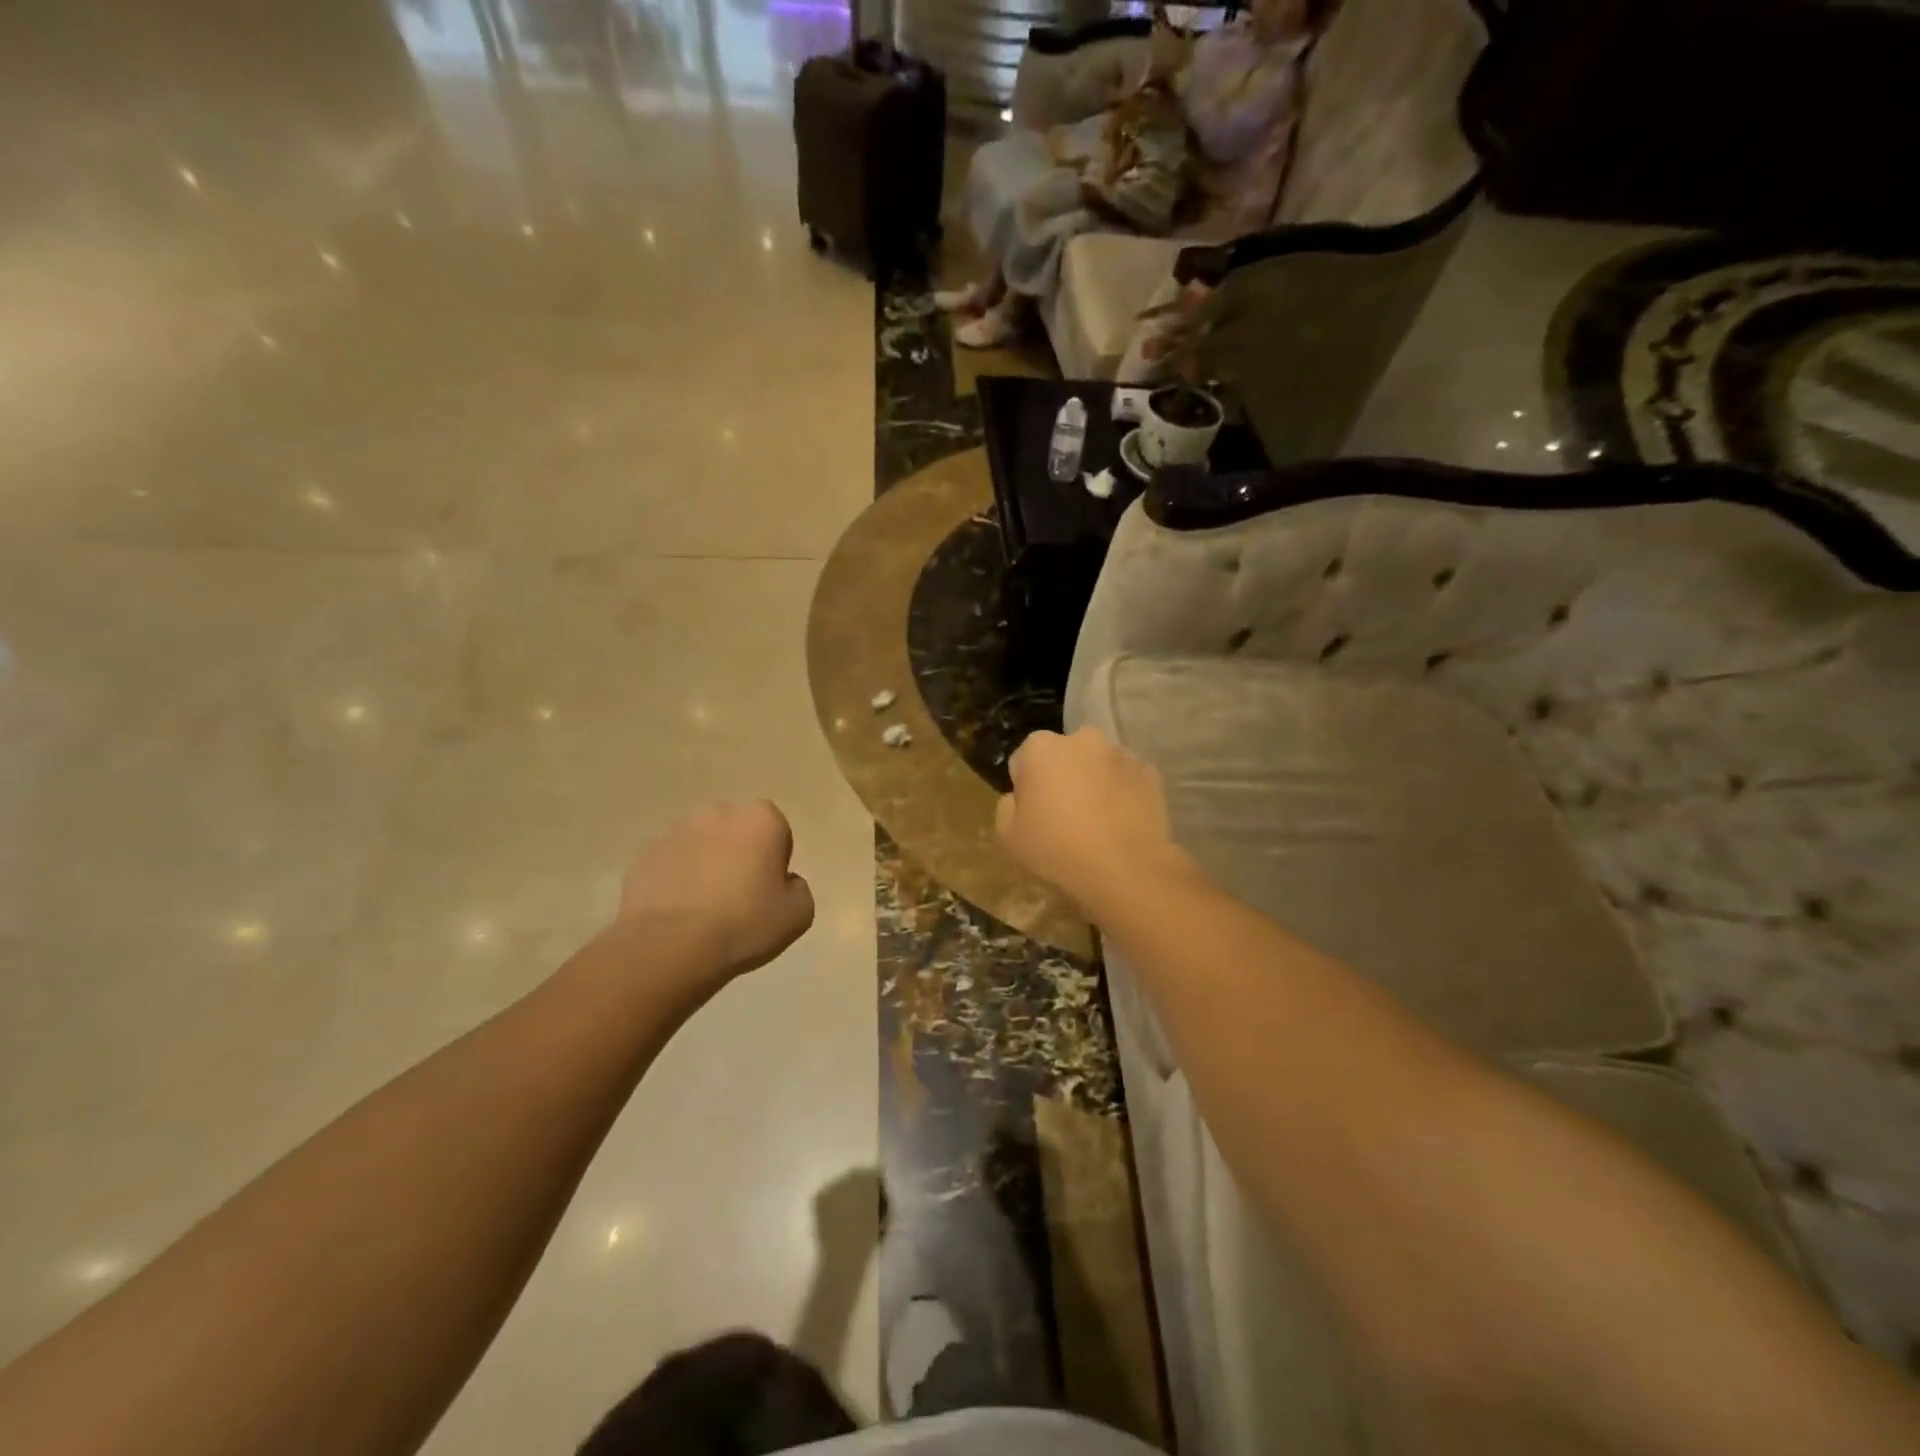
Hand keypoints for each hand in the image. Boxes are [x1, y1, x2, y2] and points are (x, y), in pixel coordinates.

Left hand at [615, 801, 814, 981]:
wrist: (668, 947)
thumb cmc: (743, 924)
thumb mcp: (798, 914)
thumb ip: (798, 887)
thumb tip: (782, 882)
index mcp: (761, 819)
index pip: (777, 832)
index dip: (775, 862)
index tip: (768, 891)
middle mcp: (718, 812)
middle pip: (737, 831)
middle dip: (739, 854)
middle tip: (738, 897)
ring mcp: (676, 831)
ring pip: (701, 844)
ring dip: (705, 865)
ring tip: (703, 909)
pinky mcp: (644, 854)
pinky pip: (671, 863)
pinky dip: (676, 879)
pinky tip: (677, 913)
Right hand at [995, 727, 1186, 914]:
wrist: (1126, 870)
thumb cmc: (1057, 849)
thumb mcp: (1008, 836)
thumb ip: (1006, 807)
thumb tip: (1019, 798)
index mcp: (1041, 748)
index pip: (1024, 760)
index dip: (1025, 787)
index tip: (1033, 813)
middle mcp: (1082, 739)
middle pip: (1064, 756)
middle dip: (1062, 776)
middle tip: (1064, 816)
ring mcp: (1121, 754)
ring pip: (1098, 765)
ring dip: (1094, 783)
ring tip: (1097, 823)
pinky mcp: (1151, 774)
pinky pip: (1127, 781)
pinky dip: (1123, 794)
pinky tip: (1121, 824)